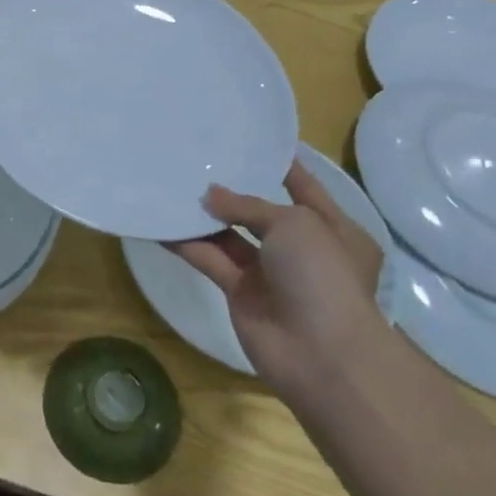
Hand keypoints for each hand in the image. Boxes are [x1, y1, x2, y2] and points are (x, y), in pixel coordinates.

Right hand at [170, 159, 386, 395]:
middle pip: (262, 212)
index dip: (282, 166)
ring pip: (231, 236)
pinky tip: (162, 225)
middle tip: (199, 162)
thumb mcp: (293, 224)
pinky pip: (210, 260)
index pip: (305, 188)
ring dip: (205, 217)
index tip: (251, 141)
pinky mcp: (240, 293)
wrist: (321, 354)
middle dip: (233, 190)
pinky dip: (188, 245)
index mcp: (333, 228)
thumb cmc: (322, 275)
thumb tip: (209, 196)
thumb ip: (247, 205)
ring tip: (173, 187)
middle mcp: (302, 249)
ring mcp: (270, 273)